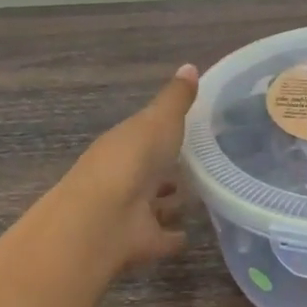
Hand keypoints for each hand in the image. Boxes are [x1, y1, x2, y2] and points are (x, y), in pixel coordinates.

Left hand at [53, 64, 199, 274]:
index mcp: (125, 144)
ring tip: (200, 198)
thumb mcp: (159, 120)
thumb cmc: (132, 161)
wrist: (105, 219)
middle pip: (152, 171)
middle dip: (170, 170)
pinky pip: (163, 237)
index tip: (192, 130)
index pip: (147, 134)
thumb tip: (190, 65)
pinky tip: (190, 234)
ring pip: (156, 204)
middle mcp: (126, 176)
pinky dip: (174, 236)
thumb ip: (176, 99)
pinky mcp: (142, 241)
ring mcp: (132, 211)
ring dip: (171, 202)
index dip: (166, 132)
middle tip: (201, 166)